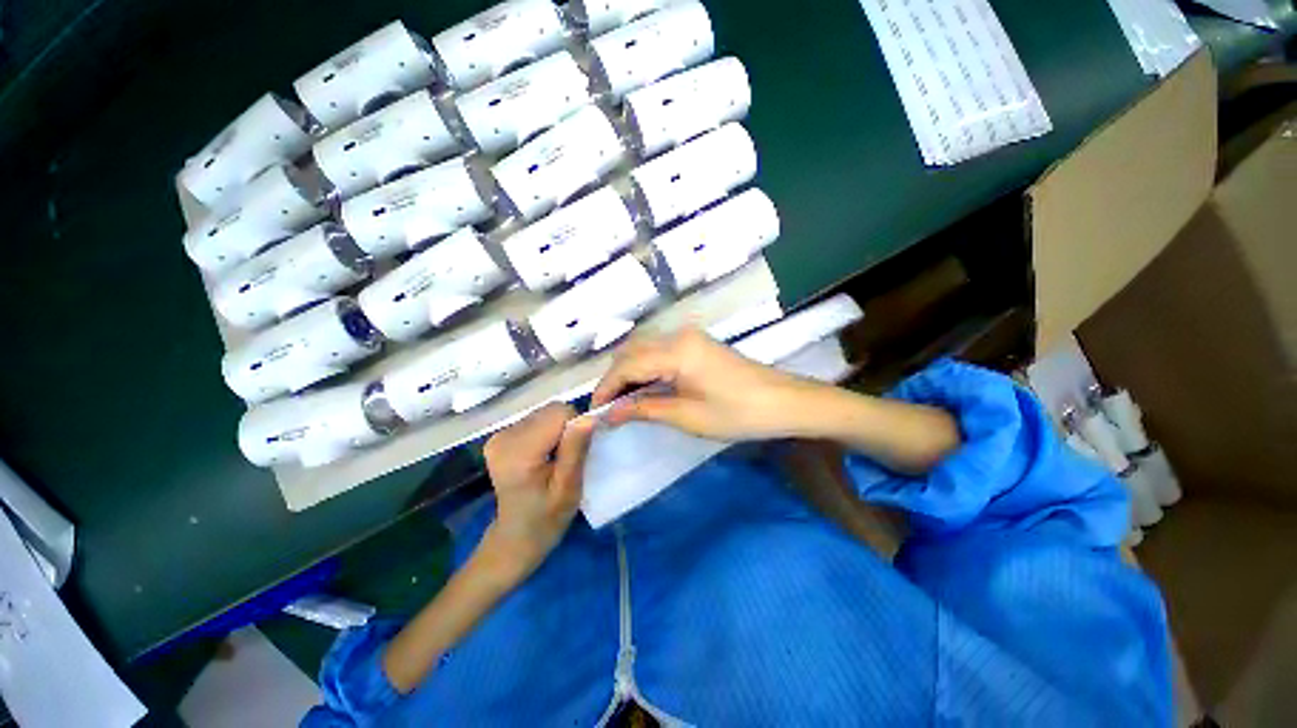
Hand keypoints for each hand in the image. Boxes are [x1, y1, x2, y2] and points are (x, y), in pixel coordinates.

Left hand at [479, 403, 594, 587]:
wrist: (515, 536)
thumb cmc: (546, 518)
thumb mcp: (568, 488)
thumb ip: (576, 449)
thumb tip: (589, 417)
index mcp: (519, 452)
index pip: (559, 413)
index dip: (576, 428)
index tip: (576, 453)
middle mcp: (504, 437)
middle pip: (551, 410)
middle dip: (567, 428)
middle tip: (566, 458)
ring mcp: (499, 435)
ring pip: (545, 412)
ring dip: (557, 430)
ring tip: (554, 458)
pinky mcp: (500, 436)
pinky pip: (536, 419)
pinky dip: (547, 432)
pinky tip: (543, 455)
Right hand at [591, 327, 811, 440]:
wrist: (784, 402)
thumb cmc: (737, 413)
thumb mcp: (687, 416)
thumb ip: (644, 409)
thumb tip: (609, 414)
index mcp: (675, 351)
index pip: (627, 366)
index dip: (606, 388)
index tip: (594, 412)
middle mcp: (678, 336)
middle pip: (632, 352)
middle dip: (615, 379)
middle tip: (608, 408)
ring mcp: (689, 337)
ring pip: (645, 350)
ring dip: (629, 373)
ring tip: (623, 402)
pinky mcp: (698, 344)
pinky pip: (660, 352)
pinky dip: (646, 369)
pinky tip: (646, 389)